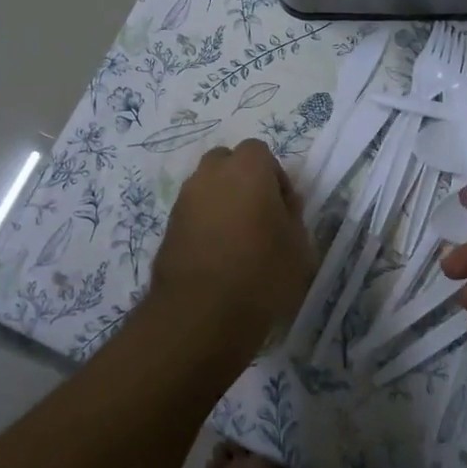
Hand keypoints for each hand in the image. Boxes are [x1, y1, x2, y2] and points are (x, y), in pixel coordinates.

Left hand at [148, 140, 315, 358]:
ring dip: (221, 203)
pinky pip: (192, 214)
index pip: (260, 152)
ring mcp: (184, 199)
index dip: (274, 178)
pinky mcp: (167, 227)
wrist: (200, 314)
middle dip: (243, 182)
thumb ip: (293, 217)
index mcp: (247, 168)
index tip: (283, 209)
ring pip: (207, 188)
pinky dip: (204, 225)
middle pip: (228, 163)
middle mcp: (211, 174)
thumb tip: (284, 204)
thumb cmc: (261, 274)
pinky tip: (217, 257)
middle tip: (259, 217)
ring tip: (237, 241)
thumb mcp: (299, 247)